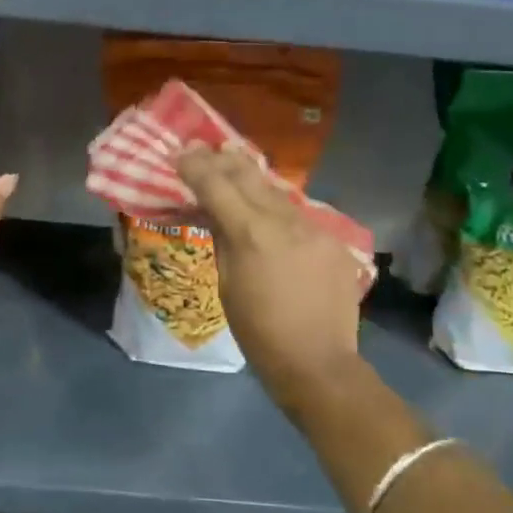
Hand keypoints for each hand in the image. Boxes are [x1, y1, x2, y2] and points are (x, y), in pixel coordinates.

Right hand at [177, 143, 362, 408]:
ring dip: (251, 178)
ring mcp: (314, 227)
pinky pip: (297, 213)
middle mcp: (285, 220)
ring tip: (232, 165)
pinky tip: (266, 209)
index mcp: (252, 234)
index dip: (195, 166)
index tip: (180, 154)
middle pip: (249, 175)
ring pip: (276, 190)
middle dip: (222, 160)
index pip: (217, 185)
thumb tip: (215, 213)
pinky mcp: (332, 240)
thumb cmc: (259, 333)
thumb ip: (222, 240)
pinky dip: (275, 206)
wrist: (318, 362)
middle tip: (203, 150)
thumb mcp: (227, 285)